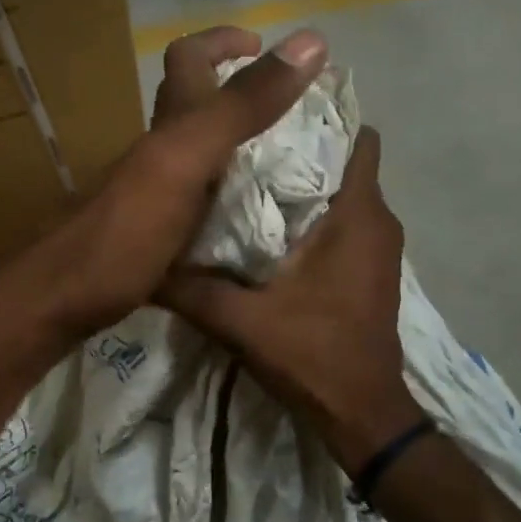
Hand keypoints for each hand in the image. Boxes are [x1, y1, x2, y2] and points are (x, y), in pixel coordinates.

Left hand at [39, 25, 326, 335]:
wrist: (59, 302)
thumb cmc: (124, 230)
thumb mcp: (187, 159)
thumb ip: (242, 107)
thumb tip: (309, 42)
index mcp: (168, 128)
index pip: (189, 60)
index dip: (223, 42)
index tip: (264, 45)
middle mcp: (158, 154)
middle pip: (195, 108)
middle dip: (240, 98)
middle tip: (292, 115)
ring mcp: (153, 197)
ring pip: (198, 158)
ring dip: (239, 152)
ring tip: (287, 167)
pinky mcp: (154, 237)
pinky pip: (200, 205)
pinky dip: (230, 201)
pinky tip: (254, 223)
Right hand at [163, 128, 425, 472]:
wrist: (362, 413)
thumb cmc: (313, 355)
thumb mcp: (241, 321)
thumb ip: (191, 289)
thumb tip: (143, 261)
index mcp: (357, 215)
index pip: (354, 138)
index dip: (318, 117)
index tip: (270, 108)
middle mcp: (377, 221)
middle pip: (342, 161)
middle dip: (299, 146)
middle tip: (243, 138)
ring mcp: (377, 247)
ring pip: (342, 192)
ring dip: (303, 183)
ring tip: (247, 174)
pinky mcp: (370, 269)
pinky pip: (344, 221)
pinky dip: (314, 213)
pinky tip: (268, 224)